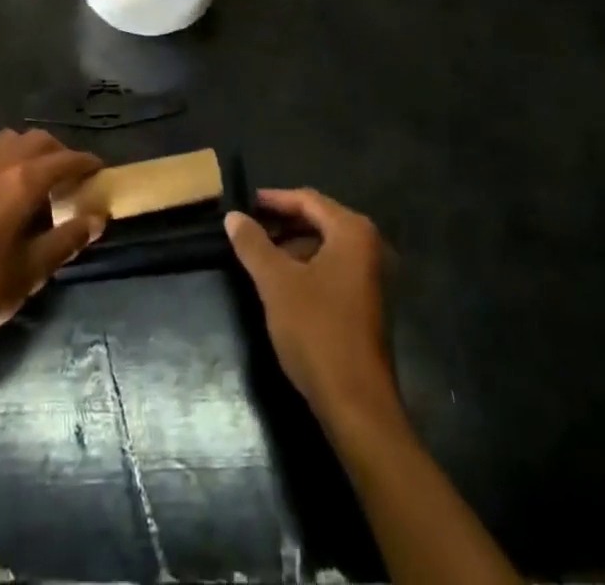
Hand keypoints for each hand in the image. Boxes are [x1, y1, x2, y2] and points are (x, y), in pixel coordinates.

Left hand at [0, 129, 104, 358]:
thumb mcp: (33, 272)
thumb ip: (68, 239)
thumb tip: (97, 218)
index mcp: (21, 183)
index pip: (64, 159)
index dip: (86, 163)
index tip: (100, 170)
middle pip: (37, 141)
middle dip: (59, 152)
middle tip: (71, 178)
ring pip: (9, 141)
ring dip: (30, 151)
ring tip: (38, 180)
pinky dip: (5, 160)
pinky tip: (4, 191)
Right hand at [226, 188, 397, 423]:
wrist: (357, 404)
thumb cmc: (316, 331)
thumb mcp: (276, 283)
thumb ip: (253, 244)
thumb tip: (233, 215)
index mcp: (352, 232)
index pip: (308, 199)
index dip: (274, 199)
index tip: (245, 203)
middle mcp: (368, 246)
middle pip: (319, 220)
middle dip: (283, 223)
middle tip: (248, 228)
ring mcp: (371, 276)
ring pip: (325, 246)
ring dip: (293, 247)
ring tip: (259, 255)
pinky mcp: (367, 303)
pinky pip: (332, 268)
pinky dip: (307, 267)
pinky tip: (282, 284)